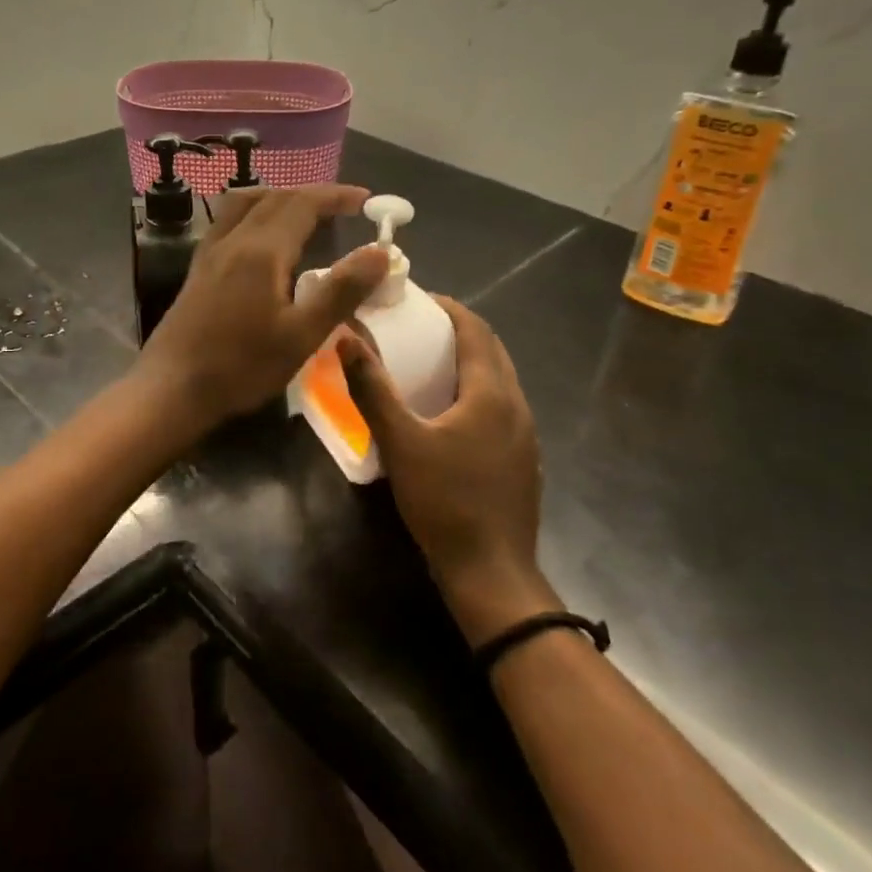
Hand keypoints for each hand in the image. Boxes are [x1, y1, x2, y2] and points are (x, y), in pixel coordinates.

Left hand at [136, 184, 389, 429]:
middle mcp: (234, 240)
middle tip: (342, 206)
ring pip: (246, 204)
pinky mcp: (198, 269)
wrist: (172, 389)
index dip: (336, 195)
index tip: (366, 199)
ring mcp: (210, 252)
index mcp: (262, 250)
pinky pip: (228, 221)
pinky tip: (259, 238)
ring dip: (279, 197)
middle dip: (312, 194)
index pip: (303, 203)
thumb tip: (380, 251)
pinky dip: (254, 212)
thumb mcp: (302, 335)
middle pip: (275, 197)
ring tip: (303, 212)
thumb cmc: (241, 366)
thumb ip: (341, 291)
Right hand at [338, 297, 559, 643]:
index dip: (448, 308)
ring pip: (497, 380)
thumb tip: (346, 338)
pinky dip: (474, 391)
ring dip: (466, 362)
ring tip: (427, 363)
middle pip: (491, 351)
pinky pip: (499, 406)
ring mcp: (524, 434)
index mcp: (492, 393)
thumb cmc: (444, 502)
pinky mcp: (522, 459)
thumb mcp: (400, 442)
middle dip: (456, 331)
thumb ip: (372, 389)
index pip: (476, 329)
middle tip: (415, 328)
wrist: (491, 572)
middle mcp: (516, 405)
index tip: (415, 299)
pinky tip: (446, 413)